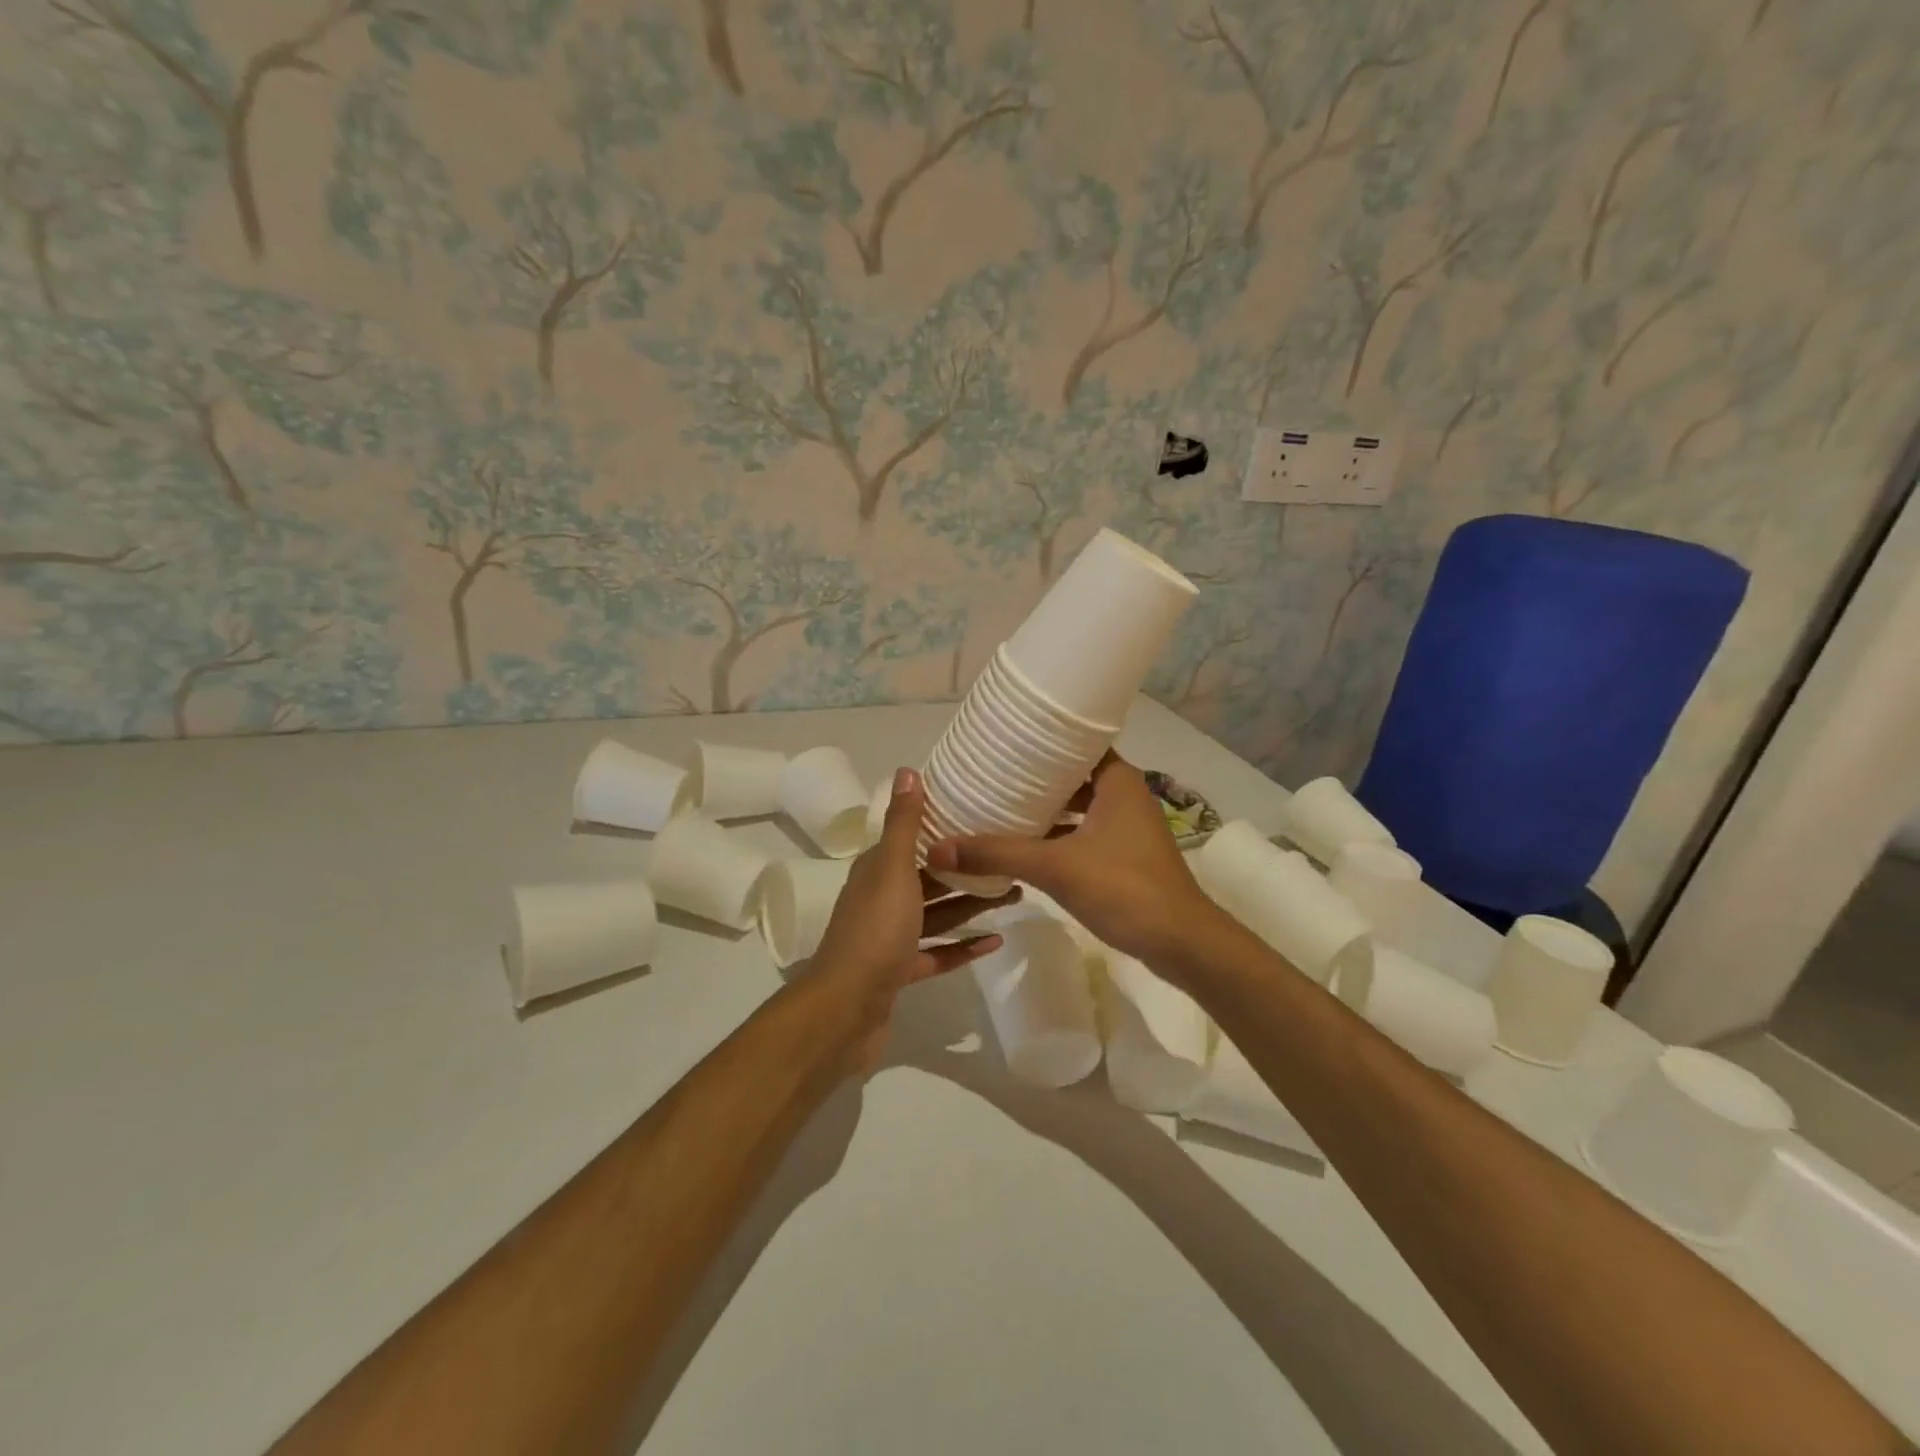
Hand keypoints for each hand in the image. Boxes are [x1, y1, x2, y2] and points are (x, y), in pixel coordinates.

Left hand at [810, 768, 1014, 1074]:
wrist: (845, 1009)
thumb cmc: (874, 931)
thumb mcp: (892, 870)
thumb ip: (904, 824)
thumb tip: (907, 770)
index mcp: (877, 871)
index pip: (911, 840)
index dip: (943, 828)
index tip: (982, 817)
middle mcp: (881, 899)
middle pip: (930, 878)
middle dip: (967, 869)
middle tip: (1010, 860)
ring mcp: (890, 939)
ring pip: (937, 915)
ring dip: (970, 904)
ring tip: (1014, 894)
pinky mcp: (900, 973)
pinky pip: (937, 954)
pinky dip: (963, 947)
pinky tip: (995, 941)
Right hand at [924, 753, 1218, 966]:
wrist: (1181, 943)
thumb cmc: (1124, 888)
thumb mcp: (1055, 867)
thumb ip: (998, 854)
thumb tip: (937, 848)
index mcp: (1117, 780)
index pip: (1076, 741)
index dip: (1041, 739)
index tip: (1003, 739)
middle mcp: (1125, 794)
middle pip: (1074, 774)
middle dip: (1036, 775)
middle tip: (992, 772)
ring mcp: (1128, 826)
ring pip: (1079, 805)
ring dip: (1047, 807)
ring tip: (1001, 804)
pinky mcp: (1126, 855)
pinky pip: (1085, 831)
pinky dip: (1059, 833)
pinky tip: (1028, 845)